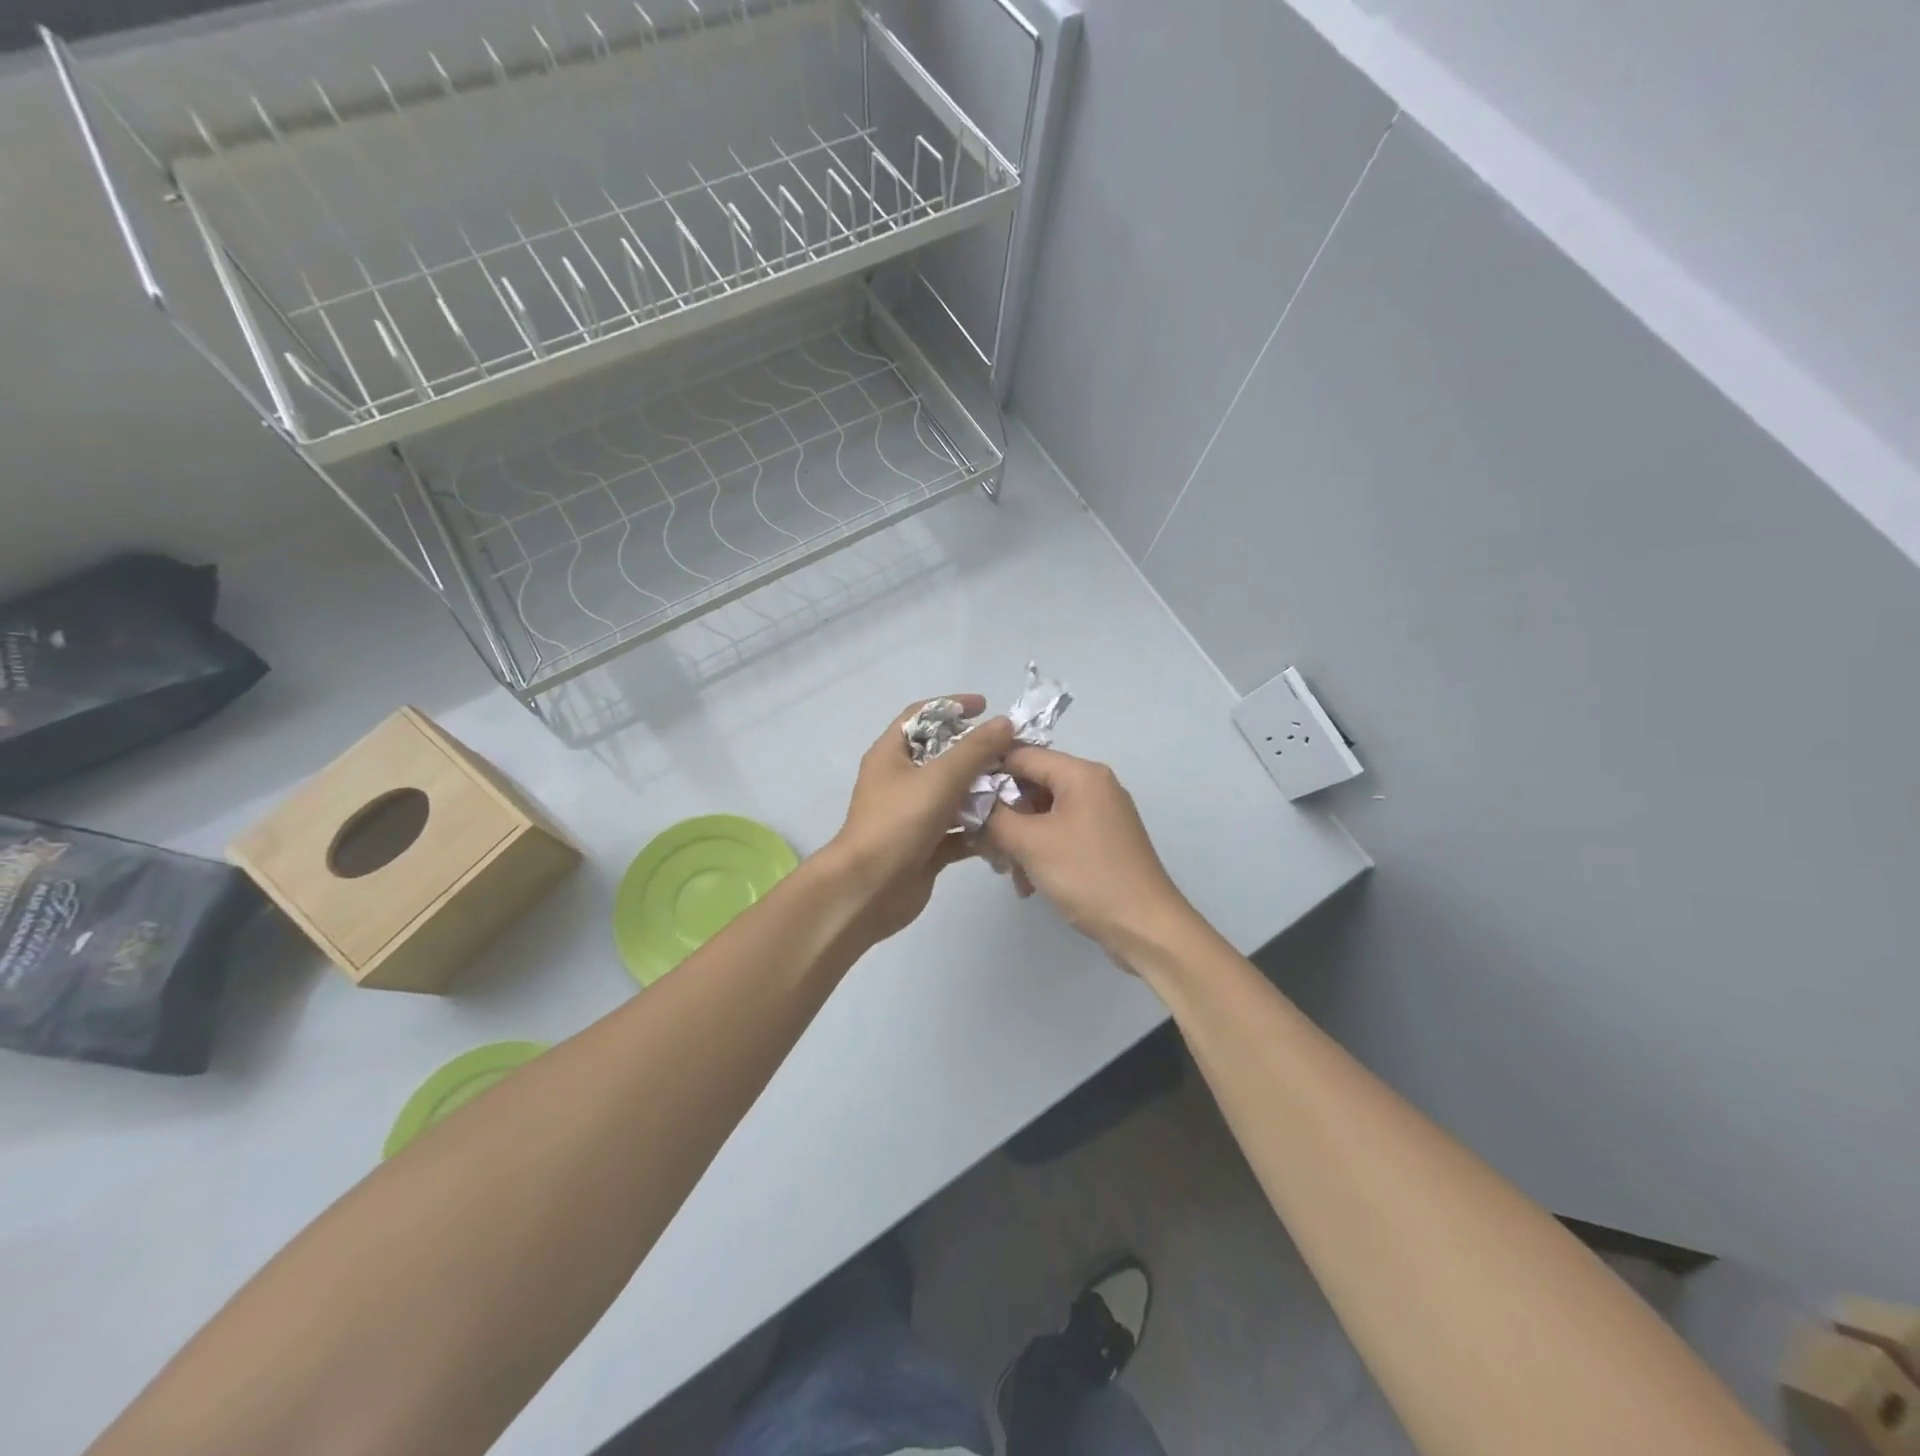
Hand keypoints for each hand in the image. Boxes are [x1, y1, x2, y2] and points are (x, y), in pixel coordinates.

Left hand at [829, 697, 1015, 944]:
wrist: (868, 891)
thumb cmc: (897, 824)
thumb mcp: (939, 778)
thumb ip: (974, 750)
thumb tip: (1004, 722)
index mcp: (892, 755)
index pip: (921, 716)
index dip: (952, 706)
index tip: (986, 706)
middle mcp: (901, 781)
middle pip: (944, 756)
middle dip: (979, 754)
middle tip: (1014, 753)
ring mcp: (914, 815)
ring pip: (955, 795)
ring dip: (984, 793)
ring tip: (1019, 790)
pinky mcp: (927, 846)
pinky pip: (959, 830)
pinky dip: (980, 829)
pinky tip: (1008, 829)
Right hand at [981, 747, 1191, 957]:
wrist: (1145, 927)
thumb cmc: (1088, 876)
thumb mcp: (1031, 843)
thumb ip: (994, 816)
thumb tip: (970, 800)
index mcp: (1081, 774)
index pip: (1022, 754)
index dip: (987, 771)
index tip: (958, 796)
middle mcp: (1094, 785)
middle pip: (1033, 784)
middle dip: (1003, 813)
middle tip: (981, 842)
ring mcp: (1101, 814)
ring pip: (1043, 813)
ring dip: (1018, 839)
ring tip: (1005, 871)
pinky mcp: (1102, 842)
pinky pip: (1059, 834)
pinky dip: (1039, 852)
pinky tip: (1027, 883)